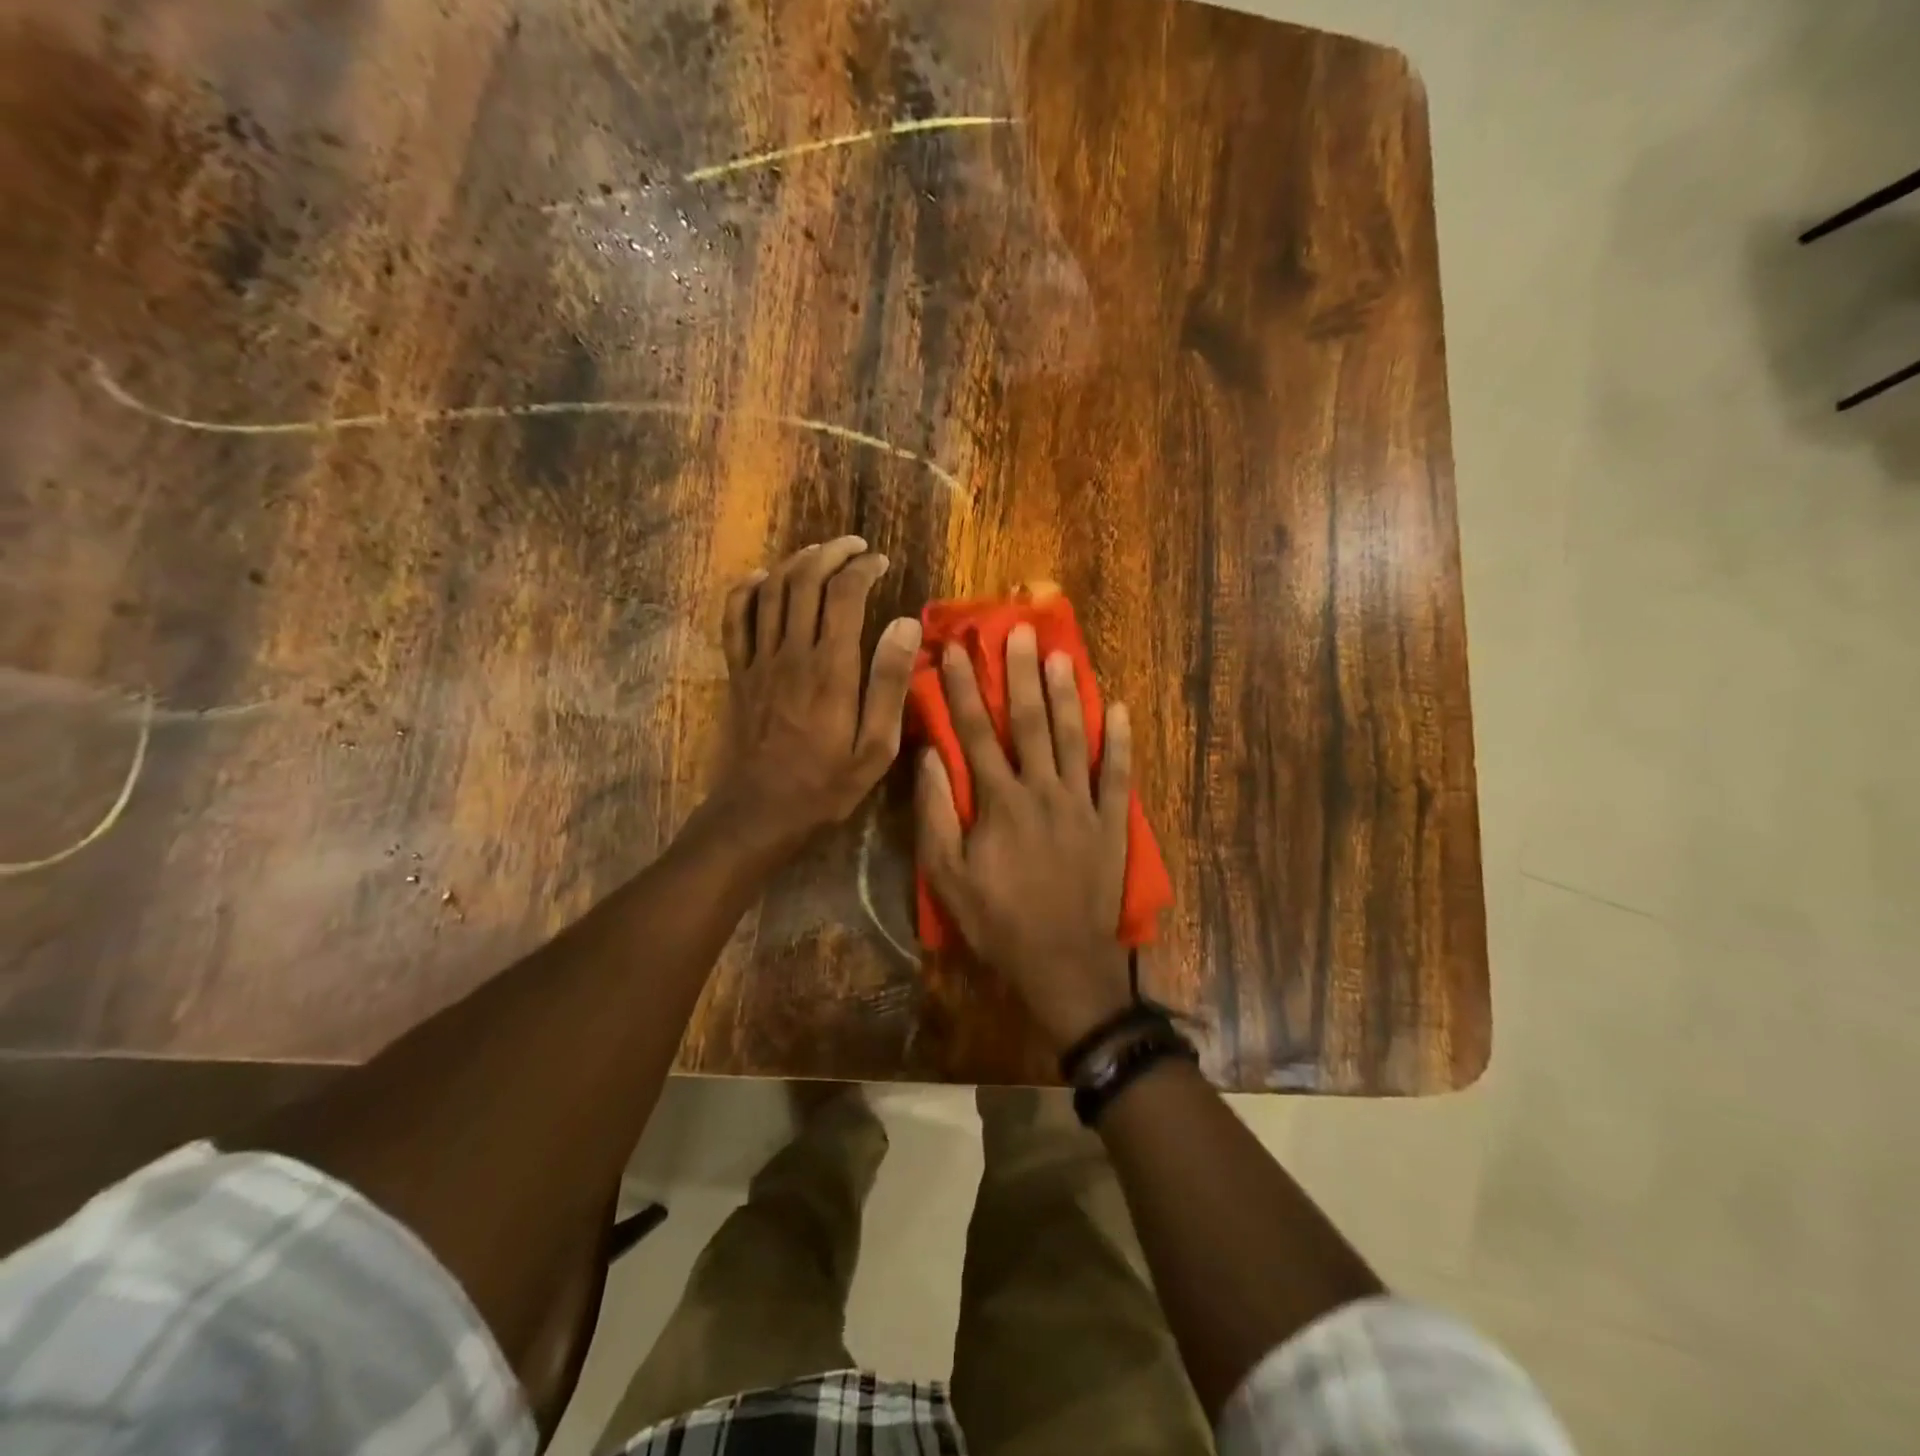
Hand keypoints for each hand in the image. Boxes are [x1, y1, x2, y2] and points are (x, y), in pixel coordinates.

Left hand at [710, 537, 920, 856]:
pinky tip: (761, 579)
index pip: (843, 595)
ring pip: (771, 591)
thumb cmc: (826, 784)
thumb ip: (889, 682)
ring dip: (795, 563)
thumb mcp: (875, 746)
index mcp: (830, 668)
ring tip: (819, 553)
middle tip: (854, 547)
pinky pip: (734, 619)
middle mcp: (791, 653)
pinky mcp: (738, 673)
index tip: (880, 562)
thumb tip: (905, 623)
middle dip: (831, 553)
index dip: (862, 568)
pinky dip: (746, 591)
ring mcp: (758, 660)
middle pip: (804, 581)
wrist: (760, 812)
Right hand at [914, 623, 1136, 1048]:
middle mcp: (1043, 790)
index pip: (976, 732)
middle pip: (1030, 722)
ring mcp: (1082, 804)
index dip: (962, 690)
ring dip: (1067, 693)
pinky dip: (1121, 741)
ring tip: (1061, 654)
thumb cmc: (997, 920)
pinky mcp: (1111, 822)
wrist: (1062, 962)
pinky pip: (1118, 774)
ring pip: (1075, 737)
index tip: (953, 652)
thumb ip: (936, 812)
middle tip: (1018, 631)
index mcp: (1000, 801)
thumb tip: (928, 756)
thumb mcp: (947, 875)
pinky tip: (1120, 709)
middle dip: (1020, 674)